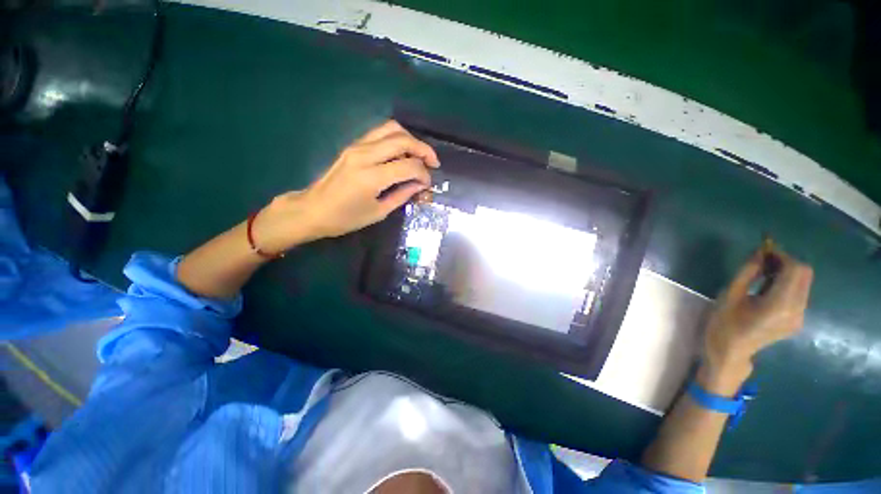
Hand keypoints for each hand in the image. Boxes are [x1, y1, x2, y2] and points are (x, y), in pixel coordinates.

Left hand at [251, 121, 439, 252]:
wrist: (312, 210)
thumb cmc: (345, 218)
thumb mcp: (379, 212)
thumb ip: (402, 195)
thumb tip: (421, 185)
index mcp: (371, 177)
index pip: (408, 166)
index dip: (424, 174)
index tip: (428, 185)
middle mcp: (365, 155)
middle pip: (402, 139)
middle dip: (424, 150)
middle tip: (433, 163)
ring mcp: (357, 146)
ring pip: (391, 129)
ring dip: (411, 140)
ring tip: (419, 155)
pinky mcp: (353, 145)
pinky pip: (380, 133)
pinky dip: (396, 138)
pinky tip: (402, 153)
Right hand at [700, 246, 812, 392]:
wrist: (729, 352)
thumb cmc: (724, 323)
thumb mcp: (730, 294)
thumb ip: (749, 272)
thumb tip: (760, 252)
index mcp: (780, 305)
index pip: (795, 269)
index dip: (781, 255)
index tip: (763, 250)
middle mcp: (797, 310)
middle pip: (804, 274)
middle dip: (786, 262)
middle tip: (763, 260)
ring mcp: (799, 317)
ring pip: (803, 283)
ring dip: (786, 272)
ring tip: (762, 274)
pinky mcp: (797, 320)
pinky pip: (799, 293)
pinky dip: (787, 283)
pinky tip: (767, 287)